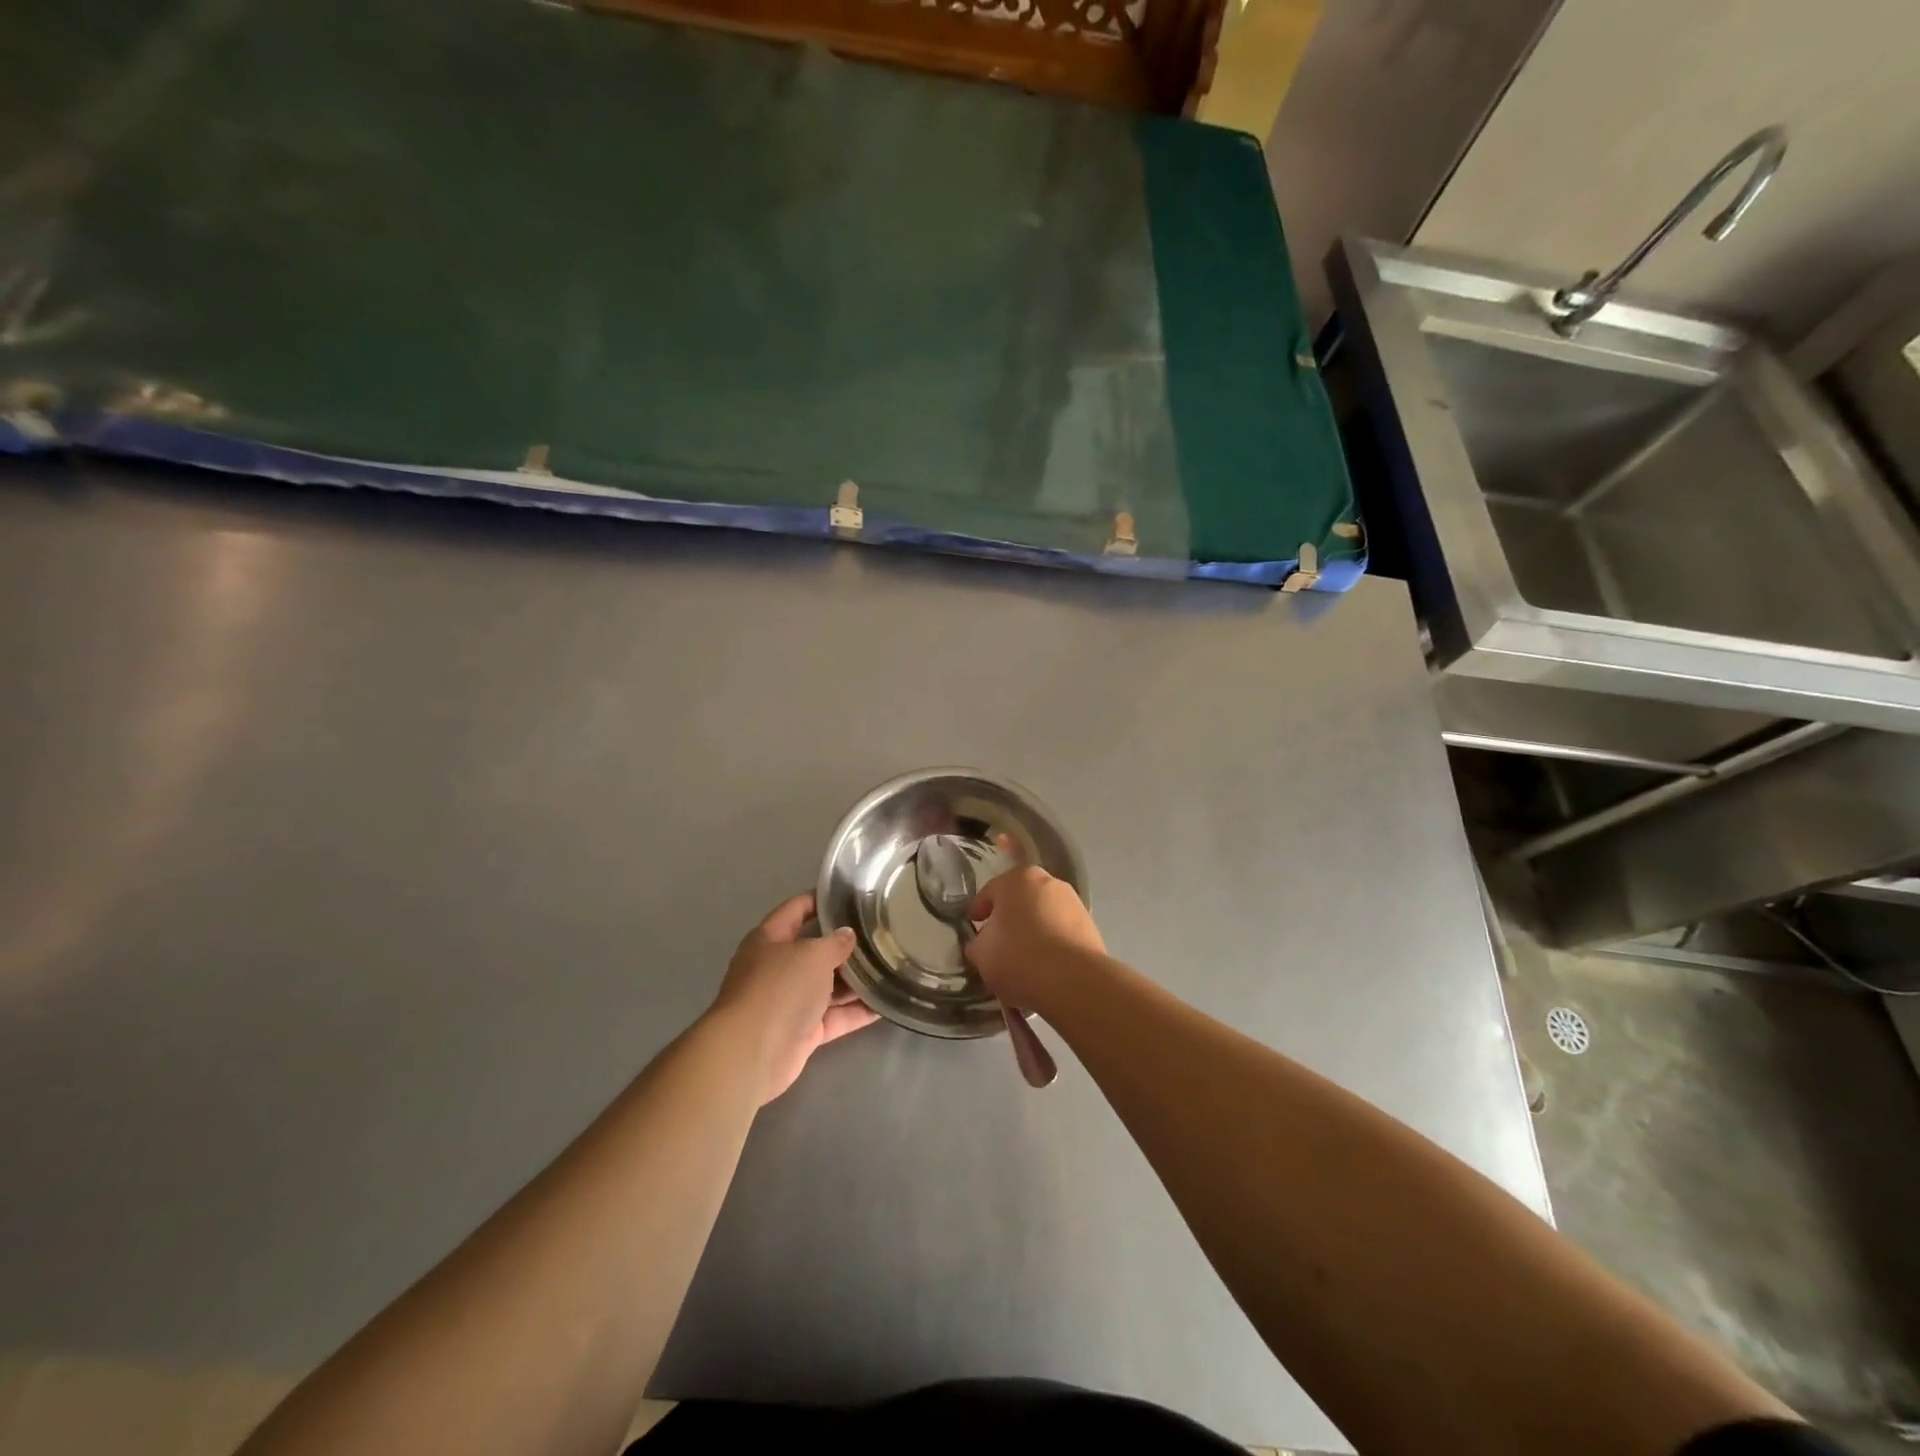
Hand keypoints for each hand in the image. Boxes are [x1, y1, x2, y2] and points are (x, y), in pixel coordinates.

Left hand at [708, 892, 879, 1103]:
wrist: (753, 1052)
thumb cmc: (779, 988)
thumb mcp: (812, 954)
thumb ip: (835, 942)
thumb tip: (847, 935)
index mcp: (769, 939)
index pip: (795, 910)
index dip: (819, 899)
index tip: (849, 895)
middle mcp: (777, 968)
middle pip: (815, 951)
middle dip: (845, 945)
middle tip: (881, 934)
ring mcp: (789, 1002)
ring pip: (828, 986)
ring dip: (856, 981)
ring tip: (891, 967)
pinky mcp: (803, 1032)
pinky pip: (835, 1017)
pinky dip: (857, 1011)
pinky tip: (885, 1004)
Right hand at [965, 866, 1106, 1013]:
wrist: (1073, 981)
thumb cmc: (1018, 956)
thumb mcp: (980, 953)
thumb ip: (977, 943)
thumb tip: (984, 943)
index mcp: (1017, 878)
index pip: (989, 893)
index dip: (978, 913)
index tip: (973, 929)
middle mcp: (1048, 881)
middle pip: (1019, 902)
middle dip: (1009, 921)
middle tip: (998, 945)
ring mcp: (1073, 903)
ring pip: (1043, 917)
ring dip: (1033, 933)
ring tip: (1024, 963)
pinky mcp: (1090, 926)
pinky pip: (1061, 934)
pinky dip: (1052, 946)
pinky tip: (1044, 970)